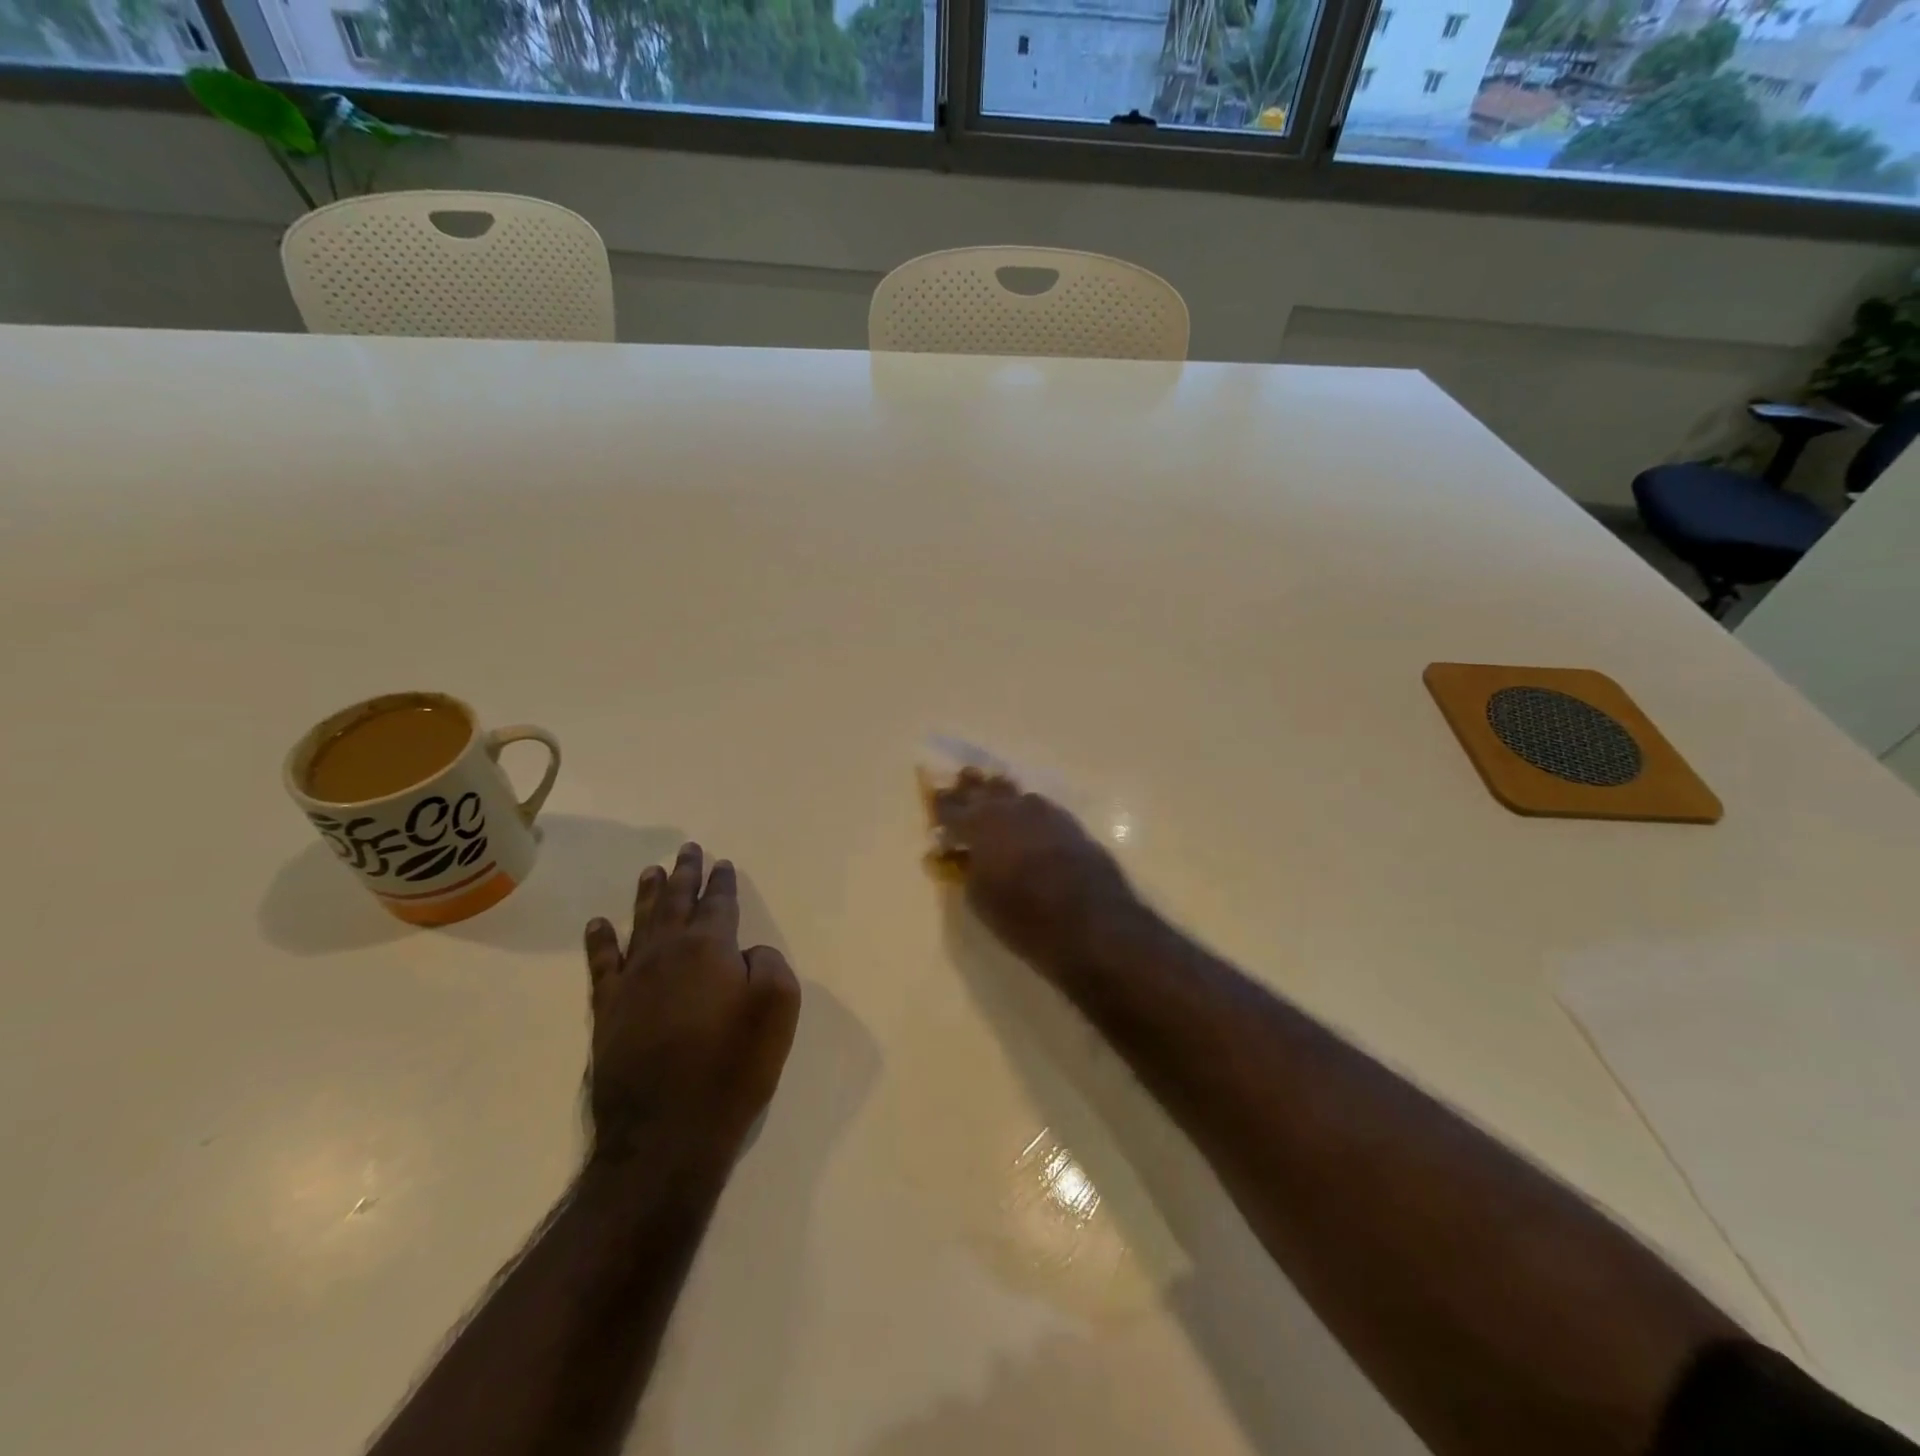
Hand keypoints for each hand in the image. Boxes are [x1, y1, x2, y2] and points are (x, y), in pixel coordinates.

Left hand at [583, 843, 800, 1171]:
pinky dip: (600, 940)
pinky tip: (599, 924)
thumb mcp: (778, 1008)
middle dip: (685, 874)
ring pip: (641, 923)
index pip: (718, 904)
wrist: (666, 1132)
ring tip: (651, 871)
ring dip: (647, 895)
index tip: (722, 864)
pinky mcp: (608, 1012)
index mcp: (710, 948)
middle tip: (687, 850)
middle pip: (676, 903)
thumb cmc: (732, 1067)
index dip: (722, 882)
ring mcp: (632, 981)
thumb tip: (746, 954)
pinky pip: (602, 964)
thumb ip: (769, 964)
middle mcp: (667, 953)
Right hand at [934, 773, 1145, 979]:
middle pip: (984, 789)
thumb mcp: (981, 899)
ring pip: (1015, 794)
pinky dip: (1027, 811)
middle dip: (971, 789)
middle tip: (961, 783)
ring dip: (1001, 796)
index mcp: (980, 824)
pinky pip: (1039, 808)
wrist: (1093, 923)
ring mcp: (1044, 812)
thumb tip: (962, 856)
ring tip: (993, 797)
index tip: (934, 801)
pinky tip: (1027, 819)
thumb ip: (967, 870)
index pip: (951, 806)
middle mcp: (1010, 809)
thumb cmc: (1024, 917)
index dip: (941, 805)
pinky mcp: (1070, 824)